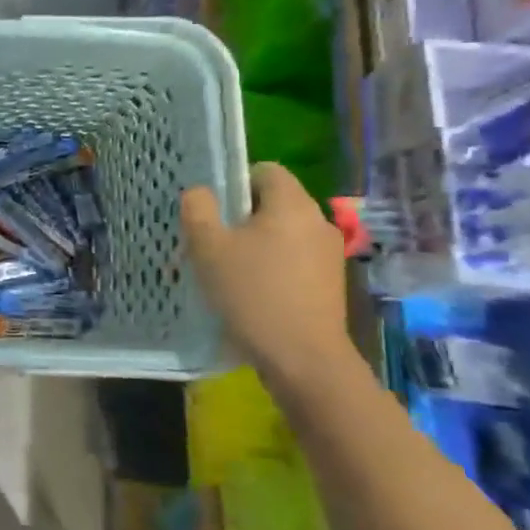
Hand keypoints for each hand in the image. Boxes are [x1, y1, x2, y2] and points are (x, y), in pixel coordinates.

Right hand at [181, 163, 351, 386]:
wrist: (303, 359)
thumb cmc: (252, 294)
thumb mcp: (208, 248)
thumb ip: (198, 209)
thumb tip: (200, 192)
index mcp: (292, 204)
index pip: (265, 170)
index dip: (234, 182)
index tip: (212, 211)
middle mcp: (318, 221)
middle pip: (274, 203)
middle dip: (241, 217)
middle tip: (212, 242)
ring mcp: (329, 254)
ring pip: (283, 233)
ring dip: (256, 244)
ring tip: (229, 271)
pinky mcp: (331, 283)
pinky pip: (295, 259)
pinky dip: (273, 266)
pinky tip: (253, 293)